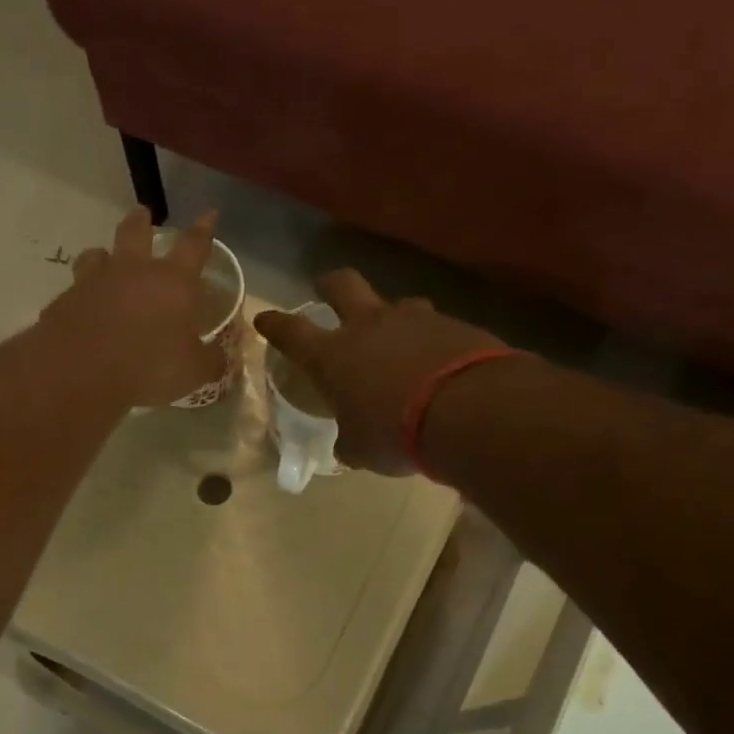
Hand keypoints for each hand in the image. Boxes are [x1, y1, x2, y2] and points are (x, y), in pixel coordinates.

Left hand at [40, 207, 227, 408]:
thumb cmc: (149, 368)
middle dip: (141, 221)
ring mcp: (93, 283)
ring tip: (103, 259)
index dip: (204, 230)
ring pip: (96, 255)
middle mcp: (132, 272)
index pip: (194, 246)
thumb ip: (209, 360)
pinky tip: (81, 310)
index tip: (209, 215)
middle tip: (142, 214)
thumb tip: (218, 356)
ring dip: (103, 255)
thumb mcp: (193, 372)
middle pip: (135, 231)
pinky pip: (74, 291)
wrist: (82, 375)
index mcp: (172, 282)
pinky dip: (81, 296)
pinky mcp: (63, 302)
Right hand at [254, 271, 506, 475]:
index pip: (291, 332)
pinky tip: (438, 363)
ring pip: (395, 304)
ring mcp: (414, 320)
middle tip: (326, 289)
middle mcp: (368, 326)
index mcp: (332, 356)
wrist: (469, 411)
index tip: (265, 319)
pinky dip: (430, 342)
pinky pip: (434, 327)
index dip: (274, 325)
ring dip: (391, 318)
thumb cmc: (394, 433)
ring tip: (397, 339)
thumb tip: (348, 444)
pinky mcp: (454, 325)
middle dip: (330, 285)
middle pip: (342, 285)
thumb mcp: (360, 449)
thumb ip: (349, 441)